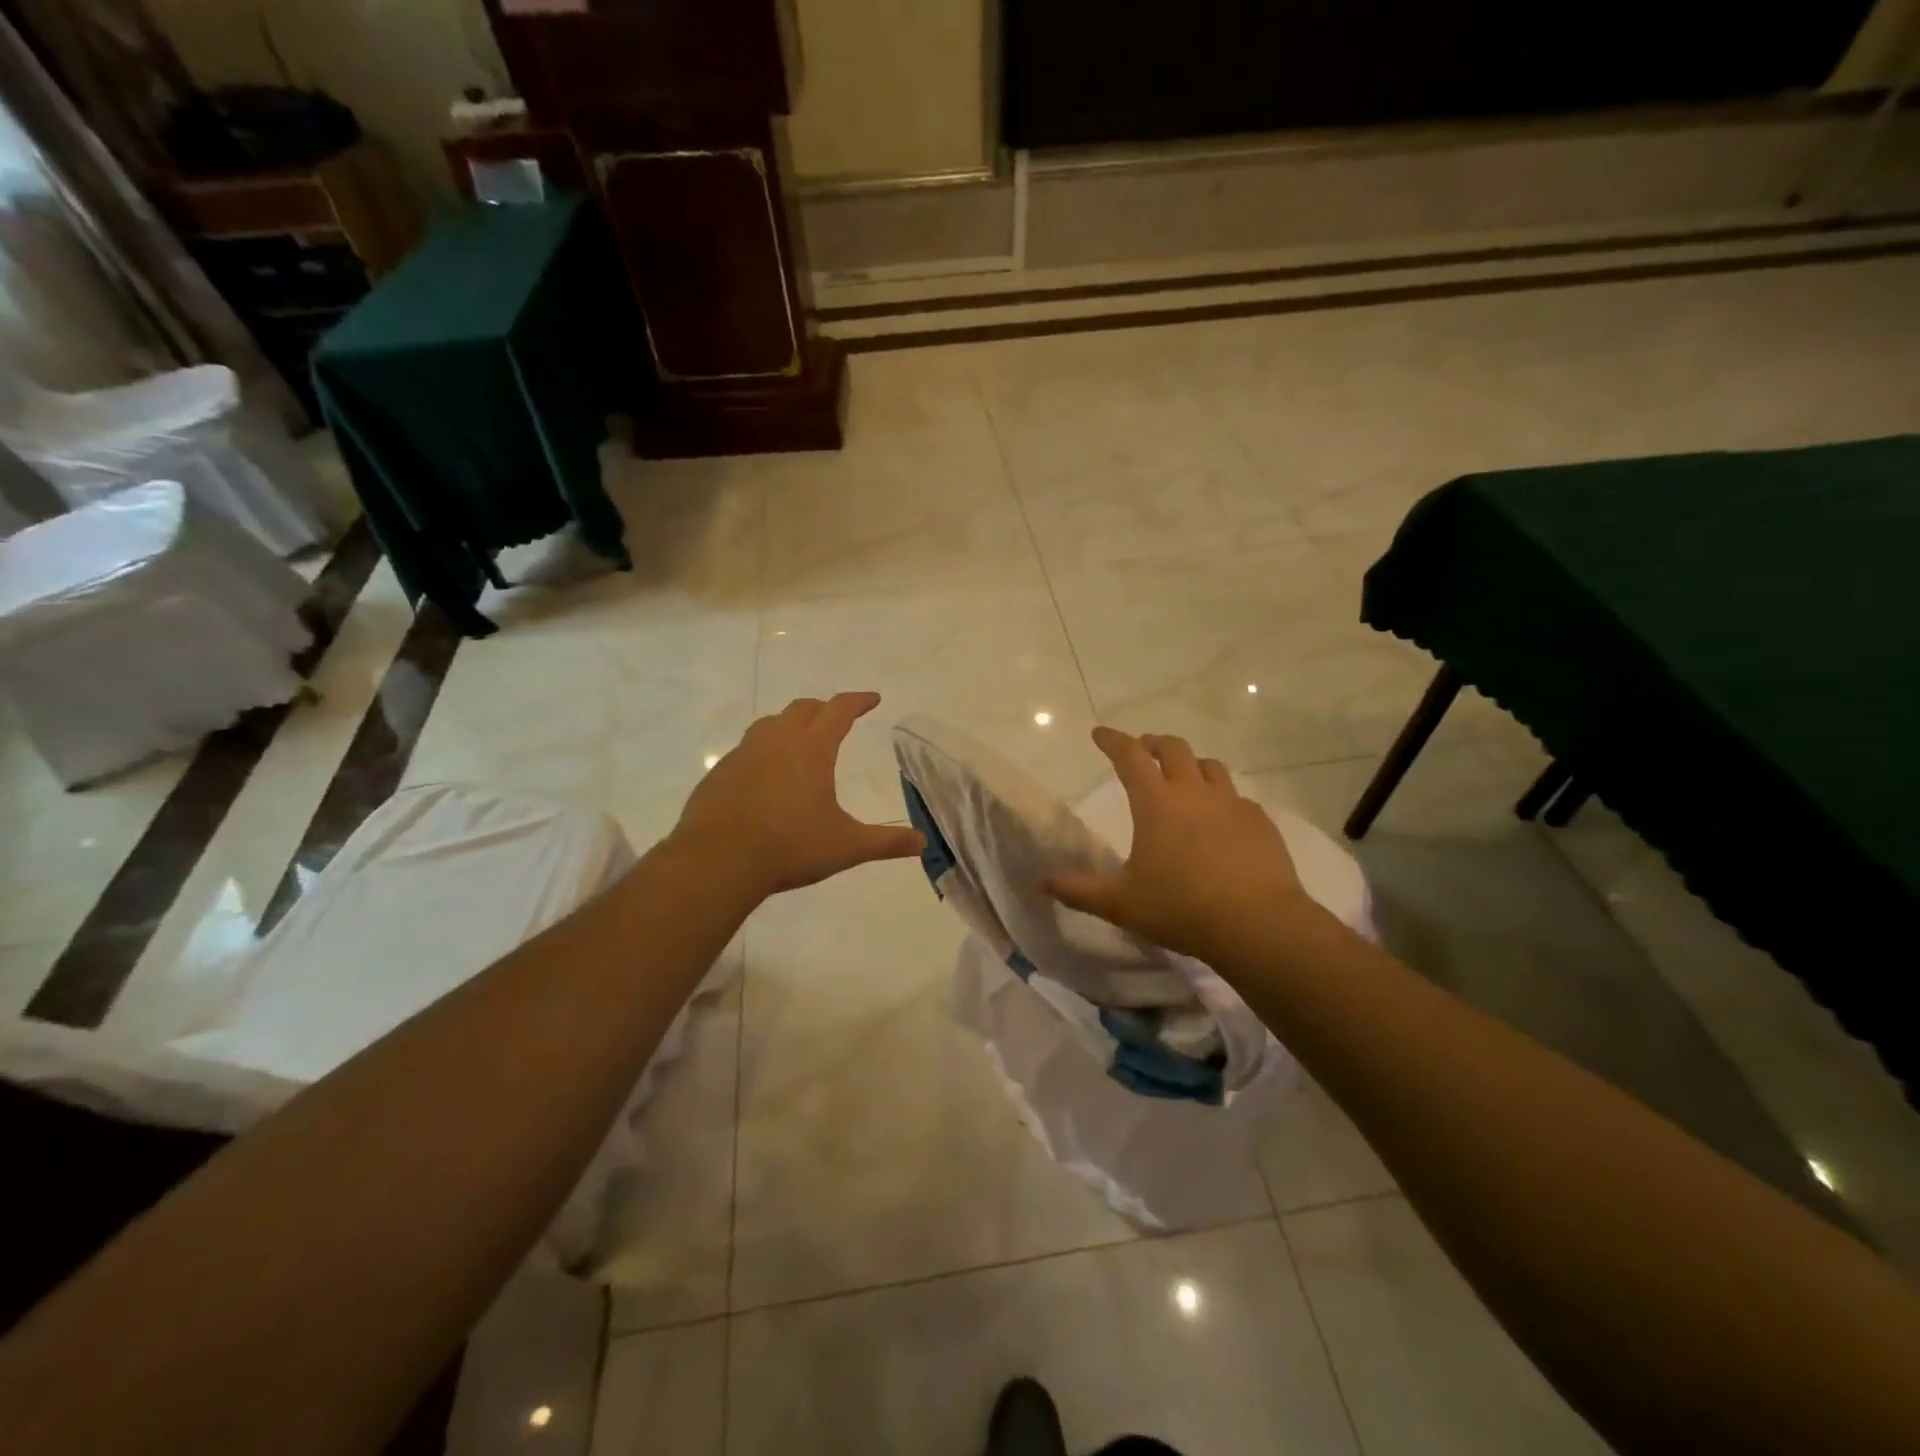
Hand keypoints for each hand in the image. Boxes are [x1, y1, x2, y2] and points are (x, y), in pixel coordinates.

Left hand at [669, 692, 924, 898]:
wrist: (718, 861)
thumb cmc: (790, 847)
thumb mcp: (847, 846)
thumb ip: (886, 842)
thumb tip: (923, 843)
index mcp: (812, 749)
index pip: (839, 710)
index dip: (858, 701)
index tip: (872, 699)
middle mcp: (777, 741)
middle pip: (802, 709)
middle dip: (823, 708)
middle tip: (836, 717)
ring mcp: (743, 754)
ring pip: (769, 724)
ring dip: (789, 724)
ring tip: (798, 739)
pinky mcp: (720, 773)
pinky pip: (745, 749)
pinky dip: (762, 751)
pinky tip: (763, 775)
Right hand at [1047, 728, 1311, 962]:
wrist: (1258, 924)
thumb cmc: (1180, 909)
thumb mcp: (1121, 903)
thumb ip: (1080, 890)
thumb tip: (1043, 882)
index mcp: (1156, 803)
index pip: (1129, 757)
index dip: (1112, 740)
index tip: (1099, 733)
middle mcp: (1194, 793)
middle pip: (1173, 749)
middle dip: (1153, 743)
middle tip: (1142, 749)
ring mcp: (1232, 804)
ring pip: (1210, 767)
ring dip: (1191, 764)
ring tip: (1183, 777)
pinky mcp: (1261, 822)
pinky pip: (1237, 797)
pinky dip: (1221, 798)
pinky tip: (1220, 819)